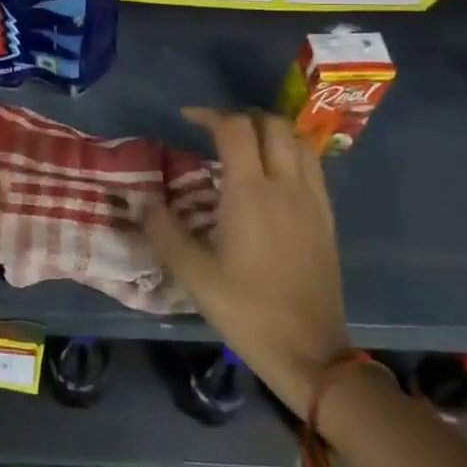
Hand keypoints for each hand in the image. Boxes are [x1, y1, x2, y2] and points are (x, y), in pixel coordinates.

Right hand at [143, 108, 351, 407]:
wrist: (310, 350)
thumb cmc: (246, 310)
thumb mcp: (193, 274)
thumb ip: (163, 230)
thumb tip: (139, 198)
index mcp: (250, 193)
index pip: (234, 129)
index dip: (209, 115)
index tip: (187, 119)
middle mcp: (285, 185)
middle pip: (272, 124)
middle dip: (242, 116)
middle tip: (216, 129)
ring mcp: (312, 200)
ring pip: (298, 140)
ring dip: (270, 130)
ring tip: (246, 143)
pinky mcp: (327, 216)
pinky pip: (313, 164)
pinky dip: (291, 151)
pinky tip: (273, 173)